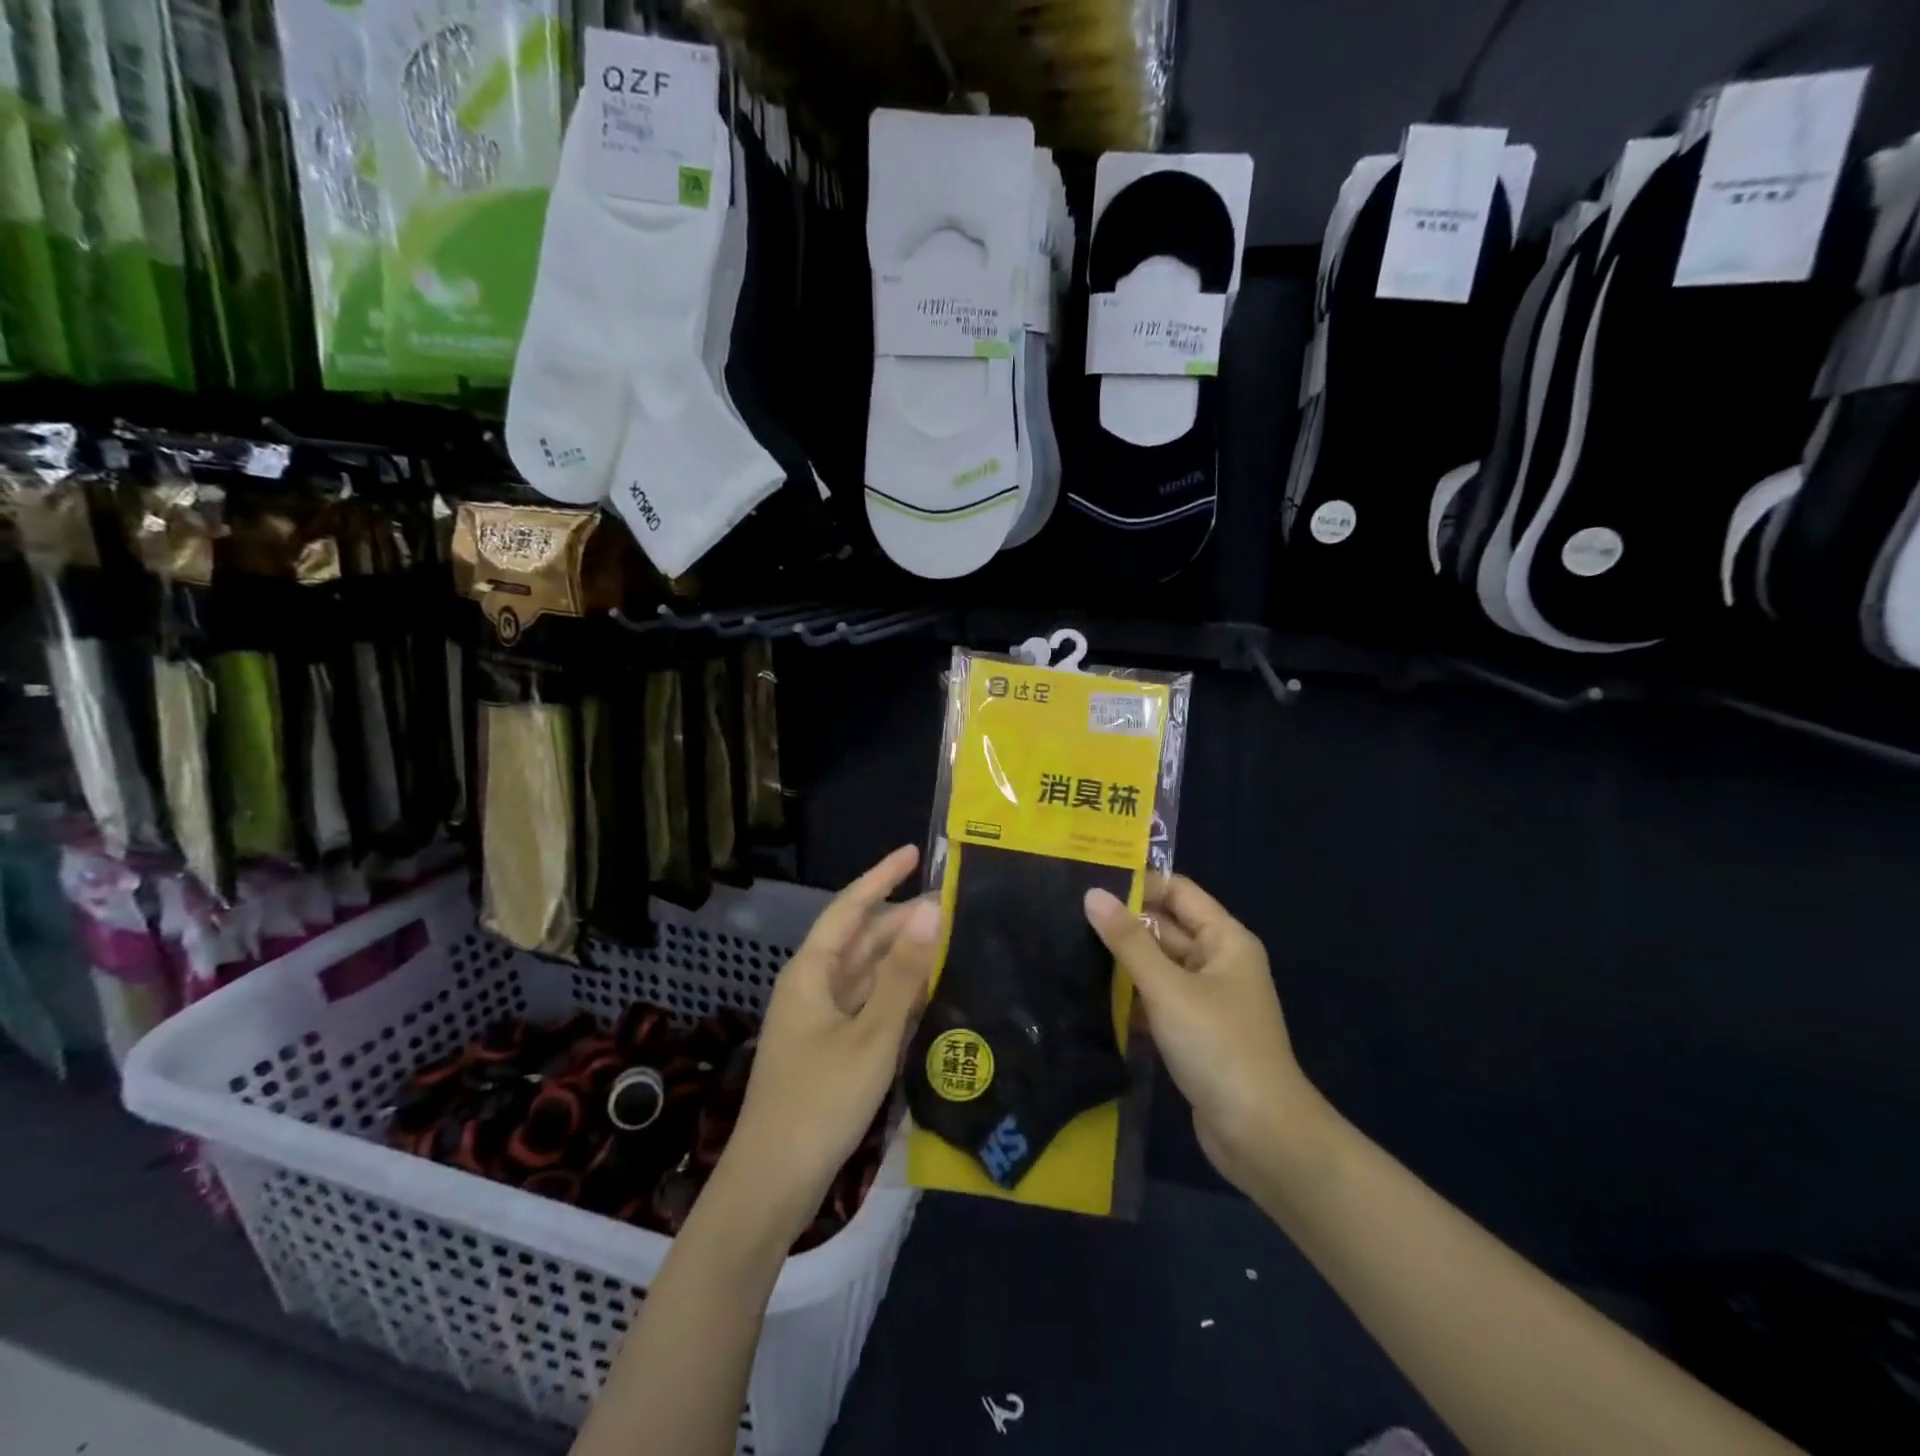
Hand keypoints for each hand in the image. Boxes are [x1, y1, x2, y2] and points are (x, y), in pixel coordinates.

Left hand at [719, 845, 940, 1243]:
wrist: (773, 1184)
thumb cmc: (819, 1102)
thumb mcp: (870, 1035)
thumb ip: (902, 975)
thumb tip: (930, 911)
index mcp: (811, 972)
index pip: (850, 908)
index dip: (881, 876)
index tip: (915, 853)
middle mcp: (814, 986)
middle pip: (862, 940)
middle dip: (903, 920)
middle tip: (953, 905)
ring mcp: (822, 1019)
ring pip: (868, 973)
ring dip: (904, 957)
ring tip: (951, 940)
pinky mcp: (832, 1048)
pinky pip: (870, 1005)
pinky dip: (899, 993)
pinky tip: (931, 991)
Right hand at [1084, 875, 1321, 1194]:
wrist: (1260, 1135)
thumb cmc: (1219, 1047)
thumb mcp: (1168, 988)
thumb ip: (1128, 940)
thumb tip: (1092, 894)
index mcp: (1225, 940)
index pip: (1177, 892)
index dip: (1138, 882)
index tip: (1088, 879)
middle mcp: (1218, 961)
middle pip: (1165, 927)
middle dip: (1122, 922)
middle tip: (1066, 914)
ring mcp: (1206, 999)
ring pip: (1157, 965)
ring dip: (1122, 961)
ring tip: (1067, 946)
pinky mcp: (1193, 1032)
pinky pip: (1156, 999)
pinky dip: (1130, 995)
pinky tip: (1088, 992)